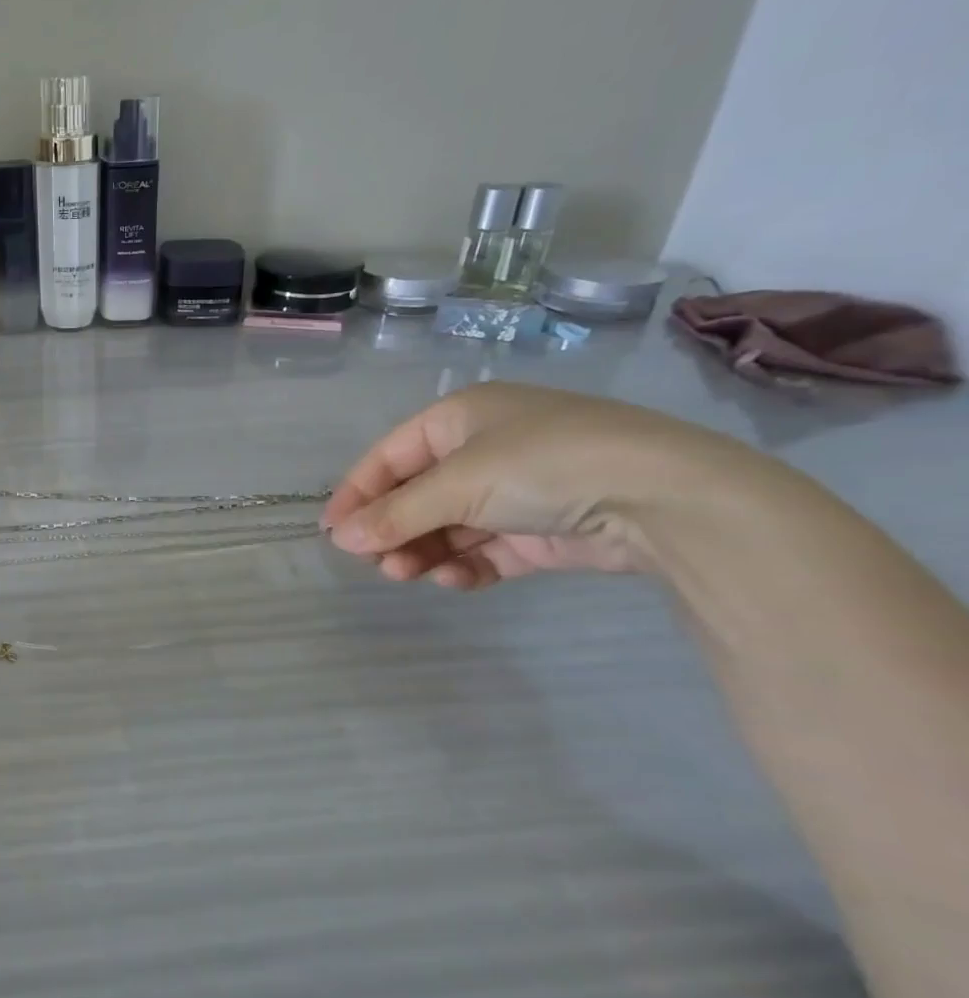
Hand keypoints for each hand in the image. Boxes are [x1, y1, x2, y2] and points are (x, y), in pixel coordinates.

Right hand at [322, 383, 757, 589]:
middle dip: (393, 529)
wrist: (665, 499)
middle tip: (375, 564)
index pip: (390, 456)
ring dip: (424, 550)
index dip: (357, 492)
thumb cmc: (541, 466)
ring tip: (407, 576)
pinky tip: (454, 579)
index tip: (333, 532)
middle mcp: (485, 449)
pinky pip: (487, 548)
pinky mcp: (543, 530)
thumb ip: (395, 514)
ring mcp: (516, 491)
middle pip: (418, 494)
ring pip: (449, 525)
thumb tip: (339, 538)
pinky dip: (466, 564)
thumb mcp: (457, 485)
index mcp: (460, 419)